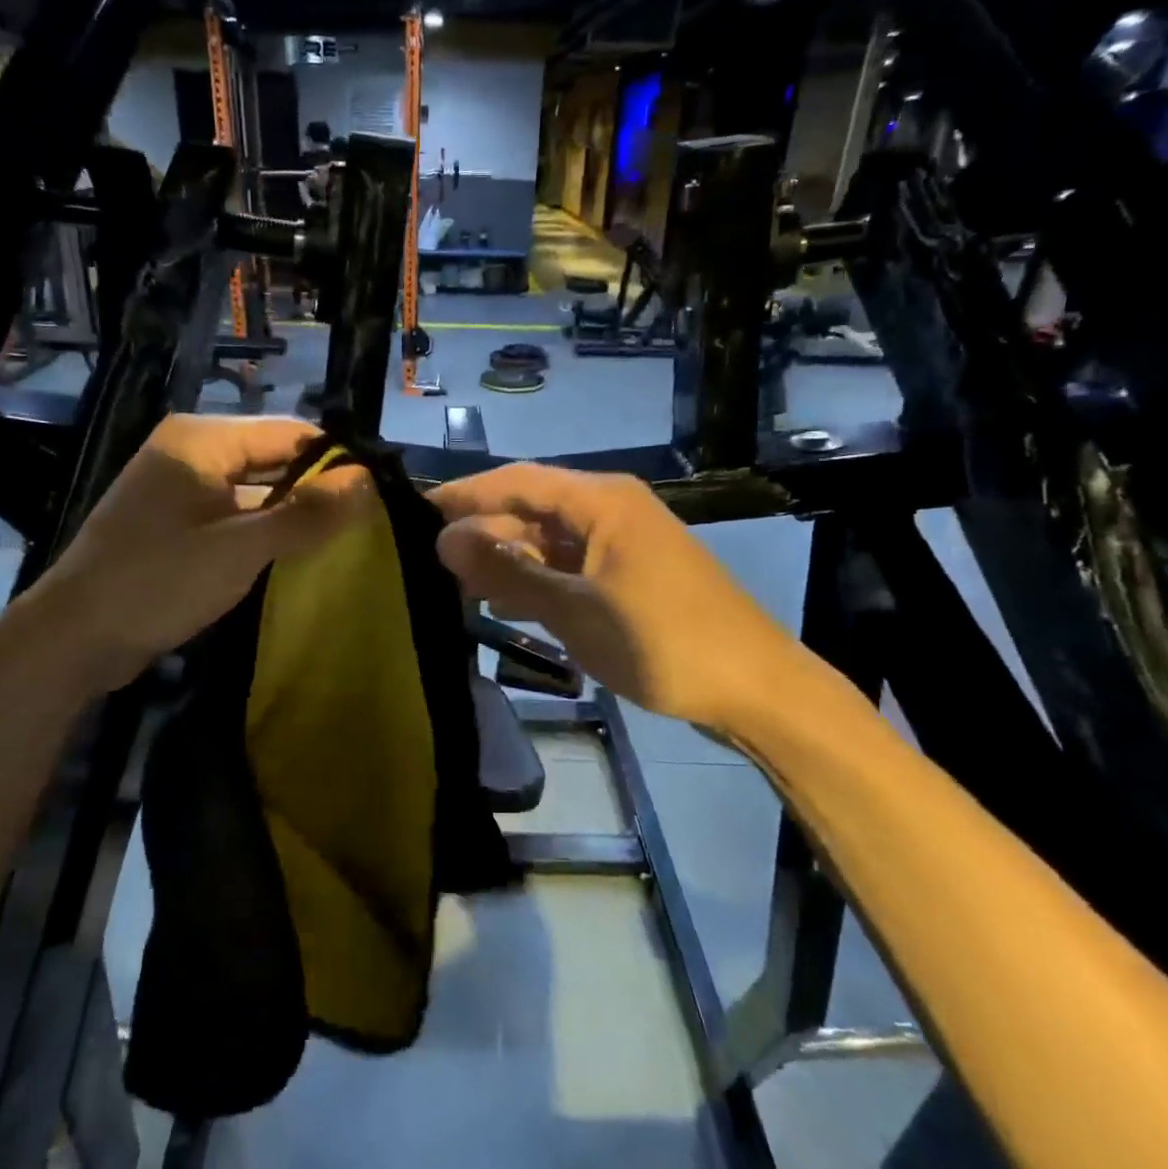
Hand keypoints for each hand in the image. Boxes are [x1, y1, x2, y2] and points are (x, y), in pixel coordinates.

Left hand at [50, 414, 366, 687]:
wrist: (72, 638)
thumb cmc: (158, 581)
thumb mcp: (241, 548)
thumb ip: (307, 514)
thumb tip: (367, 480)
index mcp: (202, 440)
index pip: (289, 433)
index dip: (336, 459)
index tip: (378, 491)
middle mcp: (190, 453)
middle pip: (272, 459)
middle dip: (316, 488)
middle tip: (366, 520)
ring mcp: (178, 489)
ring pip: (254, 490)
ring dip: (291, 513)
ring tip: (342, 538)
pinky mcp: (174, 523)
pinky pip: (233, 515)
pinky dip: (263, 531)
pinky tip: (294, 555)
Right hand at [429, 464, 828, 736]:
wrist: (755, 687)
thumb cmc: (664, 641)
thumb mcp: (576, 609)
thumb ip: (509, 573)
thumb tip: (444, 539)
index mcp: (600, 499)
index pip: (515, 480)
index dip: (463, 495)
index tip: (412, 515)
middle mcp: (608, 509)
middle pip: (529, 510)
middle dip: (481, 535)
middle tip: (426, 566)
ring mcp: (620, 543)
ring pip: (546, 542)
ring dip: (505, 563)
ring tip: (453, 587)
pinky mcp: (627, 576)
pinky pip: (567, 567)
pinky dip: (535, 583)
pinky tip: (504, 605)